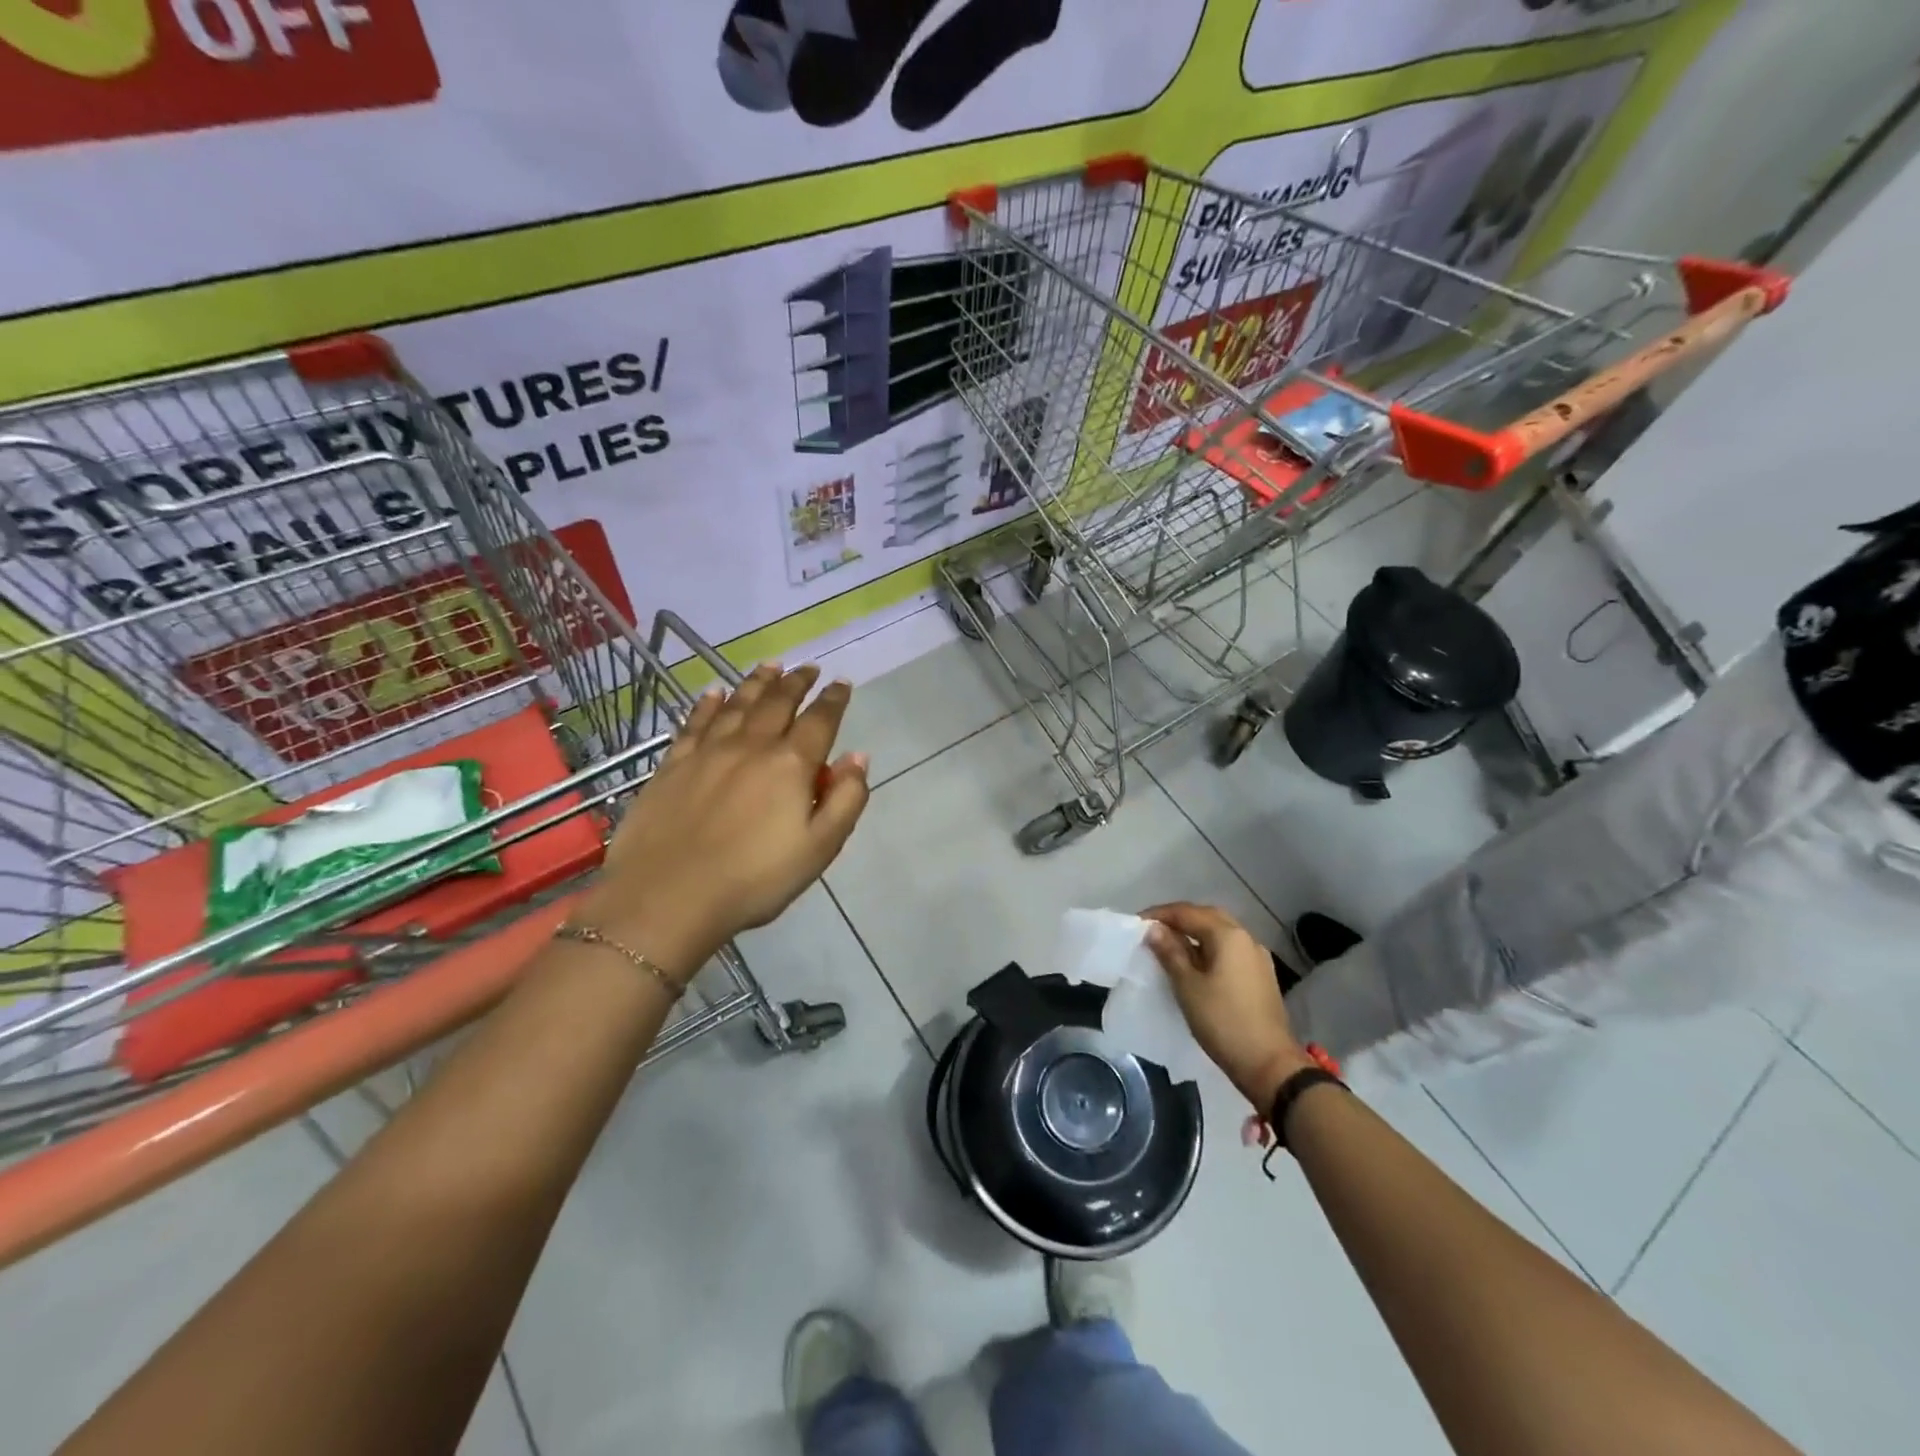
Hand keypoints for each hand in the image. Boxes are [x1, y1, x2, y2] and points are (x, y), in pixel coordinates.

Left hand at [580, 664, 869, 973]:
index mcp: (790, 765)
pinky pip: (695, 721)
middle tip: (808, 668)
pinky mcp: (673, 763)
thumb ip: (845, 800)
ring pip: (738, 703)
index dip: (834, 699)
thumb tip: (858, 757)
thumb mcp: (819, 849)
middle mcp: (751, 746)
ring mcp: (708, 751)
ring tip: (771, 666)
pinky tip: (714, 692)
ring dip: (758, 682)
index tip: (841, 683)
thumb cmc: (754, 880)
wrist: (666, 897)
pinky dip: (708, 703)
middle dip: (797, 681)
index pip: (820, 720)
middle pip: (778, 702)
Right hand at [1141, 902, 1312, 1109]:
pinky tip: (1195, 963)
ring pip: (1220, 933)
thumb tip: (1153, 928)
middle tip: (1153, 930)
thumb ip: (1170, 952)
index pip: (1187, 912)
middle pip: (1207, 917)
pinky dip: (1209, 948)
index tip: (1136, 923)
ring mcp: (1257, 957)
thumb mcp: (1187, 985)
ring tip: (1169, 945)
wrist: (1269, 1064)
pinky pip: (1229, 950)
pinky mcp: (1260, 975)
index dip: (1159, 914)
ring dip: (1194, 933)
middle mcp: (1246, 938)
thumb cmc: (1222, 1021)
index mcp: (1228, 935)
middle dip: (1179, 919)